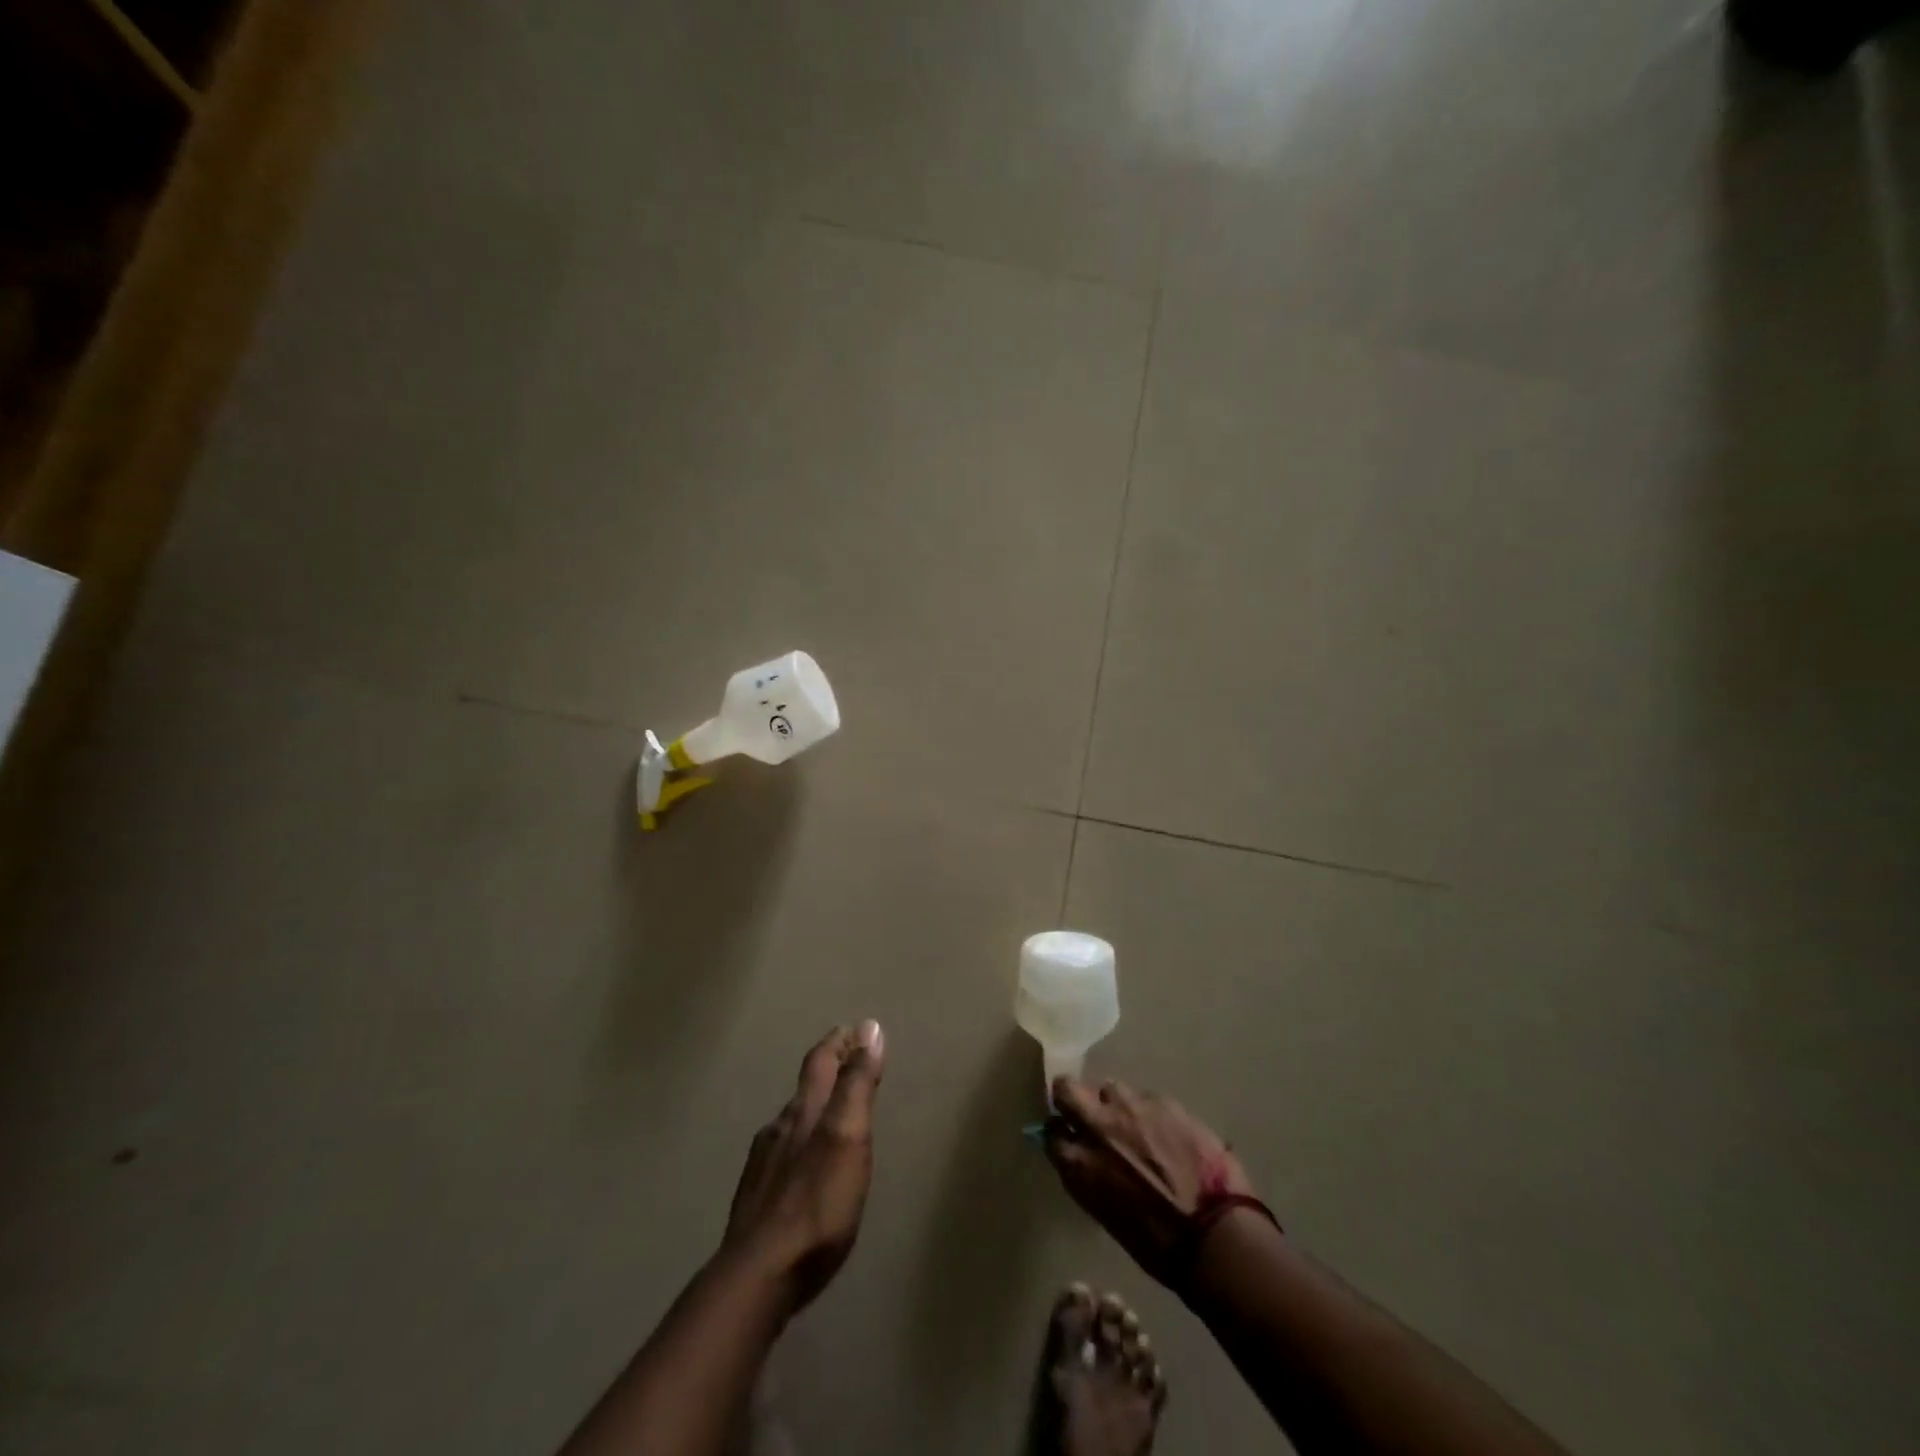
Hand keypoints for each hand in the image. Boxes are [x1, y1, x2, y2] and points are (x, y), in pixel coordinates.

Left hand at [722, 1021, 885, 1315]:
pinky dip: (797, 1148)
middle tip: (845, 1066)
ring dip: (810, 1113)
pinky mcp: (755, 1203)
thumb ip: (857, 1085)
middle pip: (803, 1091)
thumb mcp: (848, 1137)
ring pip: (789, 1126)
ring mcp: (762, 1168)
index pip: (820, 1062)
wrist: (757, 1278)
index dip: (837, 1043)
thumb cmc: (815, 1204)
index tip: (853, 1029)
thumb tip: (868, 1028)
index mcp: (803, 1112)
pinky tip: (801, 1171)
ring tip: (828, 1118)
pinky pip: (780, 1159)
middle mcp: (778, 1130)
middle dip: (825, 1075)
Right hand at [1045, 1076, 1255, 1286]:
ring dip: (1117, 1104)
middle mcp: (1097, 1126)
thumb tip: (1085, 1159)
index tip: (1069, 1136)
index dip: (1061, 1131)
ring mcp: (1130, 1108)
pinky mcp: (1162, 1101)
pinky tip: (1168, 1132)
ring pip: (1111, 1088)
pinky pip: (1147, 1098)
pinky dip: (1151, 1112)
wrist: (1215, 1234)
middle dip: (1071, 1096)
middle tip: (1088, 1111)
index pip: (1051, 1131)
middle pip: (1066, 1089)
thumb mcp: (1106, 1213)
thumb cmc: (1157, 1244)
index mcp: (1079, 1163)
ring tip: (1136, 1124)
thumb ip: (1089, 1175)